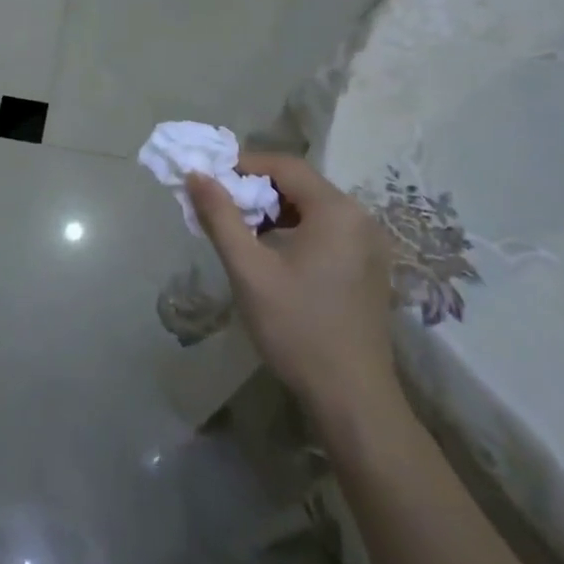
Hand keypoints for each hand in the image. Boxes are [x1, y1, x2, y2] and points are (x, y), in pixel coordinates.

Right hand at [186, 153, 401, 414]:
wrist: (352, 398)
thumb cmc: (297, 328)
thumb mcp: (249, 270)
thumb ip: (220, 217)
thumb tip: (195, 175)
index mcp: (336, 210)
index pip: (285, 165)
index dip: (244, 165)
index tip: (210, 179)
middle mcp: (360, 218)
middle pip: (300, 185)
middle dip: (256, 190)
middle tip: (221, 207)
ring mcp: (369, 245)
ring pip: (312, 209)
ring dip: (274, 212)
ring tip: (240, 232)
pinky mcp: (369, 268)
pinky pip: (326, 231)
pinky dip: (295, 231)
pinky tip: (272, 256)